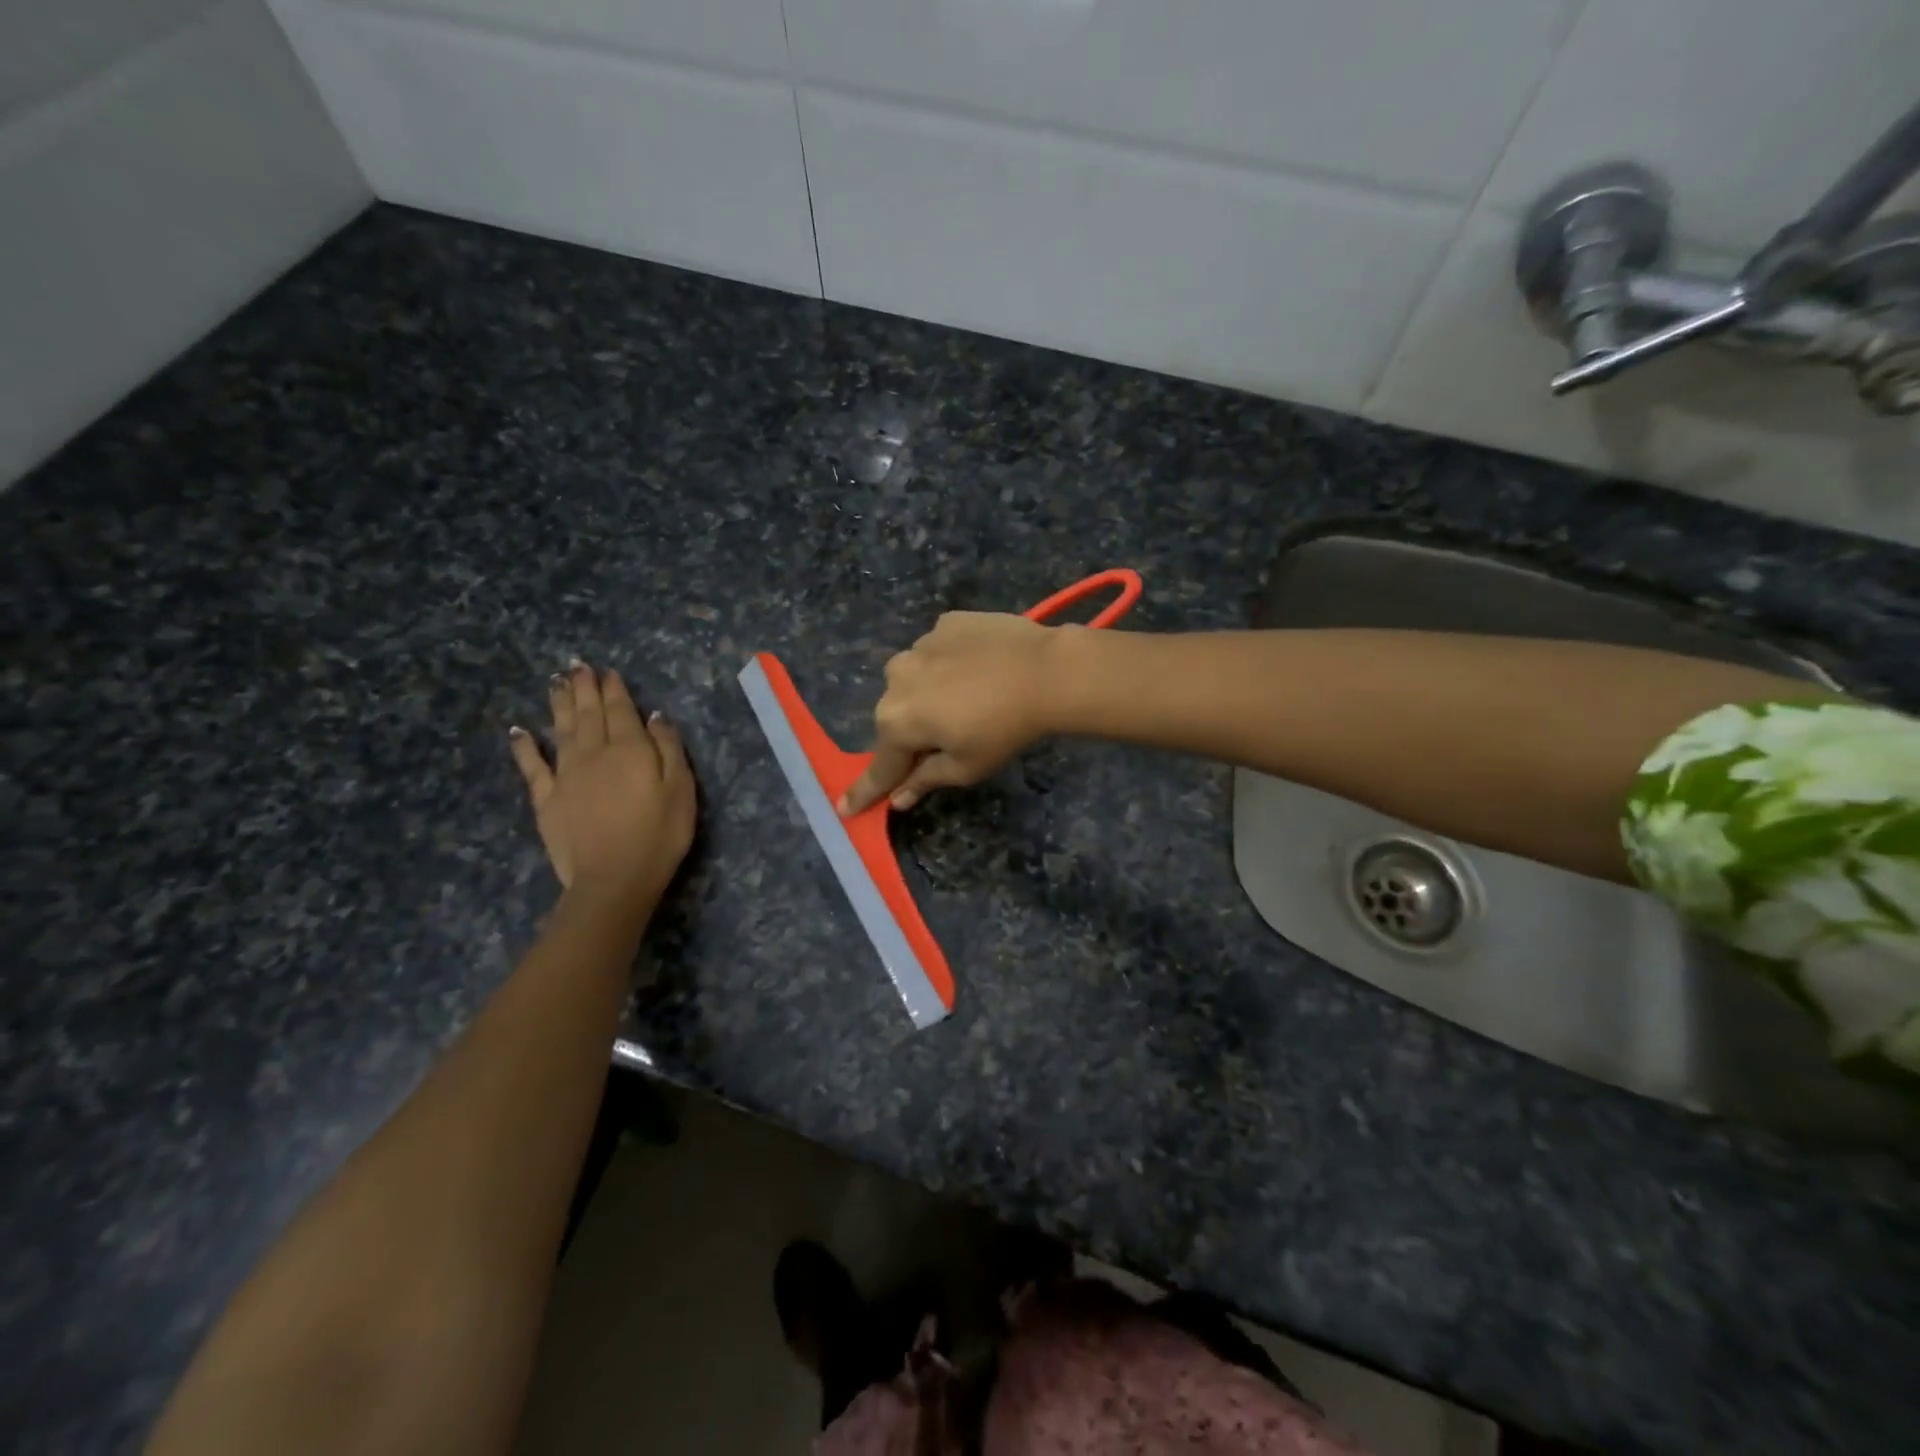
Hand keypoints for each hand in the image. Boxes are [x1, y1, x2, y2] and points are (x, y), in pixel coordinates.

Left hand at [510, 659, 695, 909]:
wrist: (614, 879)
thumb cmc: (659, 835)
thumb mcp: (681, 789)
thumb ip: (668, 749)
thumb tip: (655, 716)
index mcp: (630, 749)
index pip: (621, 710)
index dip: (614, 689)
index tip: (608, 671)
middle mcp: (594, 754)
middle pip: (588, 714)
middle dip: (584, 688)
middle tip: (576, 665)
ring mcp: (566, 776)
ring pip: (561, 730)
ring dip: (558, 704)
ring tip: (555, 682)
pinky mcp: (547, 800)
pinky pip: (532, 767)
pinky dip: (524, 747)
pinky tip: (517, 731)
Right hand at [839, 612, 1062, 815]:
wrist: (1046, 670)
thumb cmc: (1004, 729)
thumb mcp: (966, 767)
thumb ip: (925, 780)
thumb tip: (898, 798)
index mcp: (896, 722)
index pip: (879, 767)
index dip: (864, 791)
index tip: (844, 809)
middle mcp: (895, 680)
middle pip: (897, 718)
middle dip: (913, 733)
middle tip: (949, 740)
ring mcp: (919, 645)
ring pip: (915, 680)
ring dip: (930, 694)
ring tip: (972, 698)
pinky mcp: (945, 623)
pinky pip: (938, 652)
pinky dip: (950, 664)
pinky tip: (981, 668)